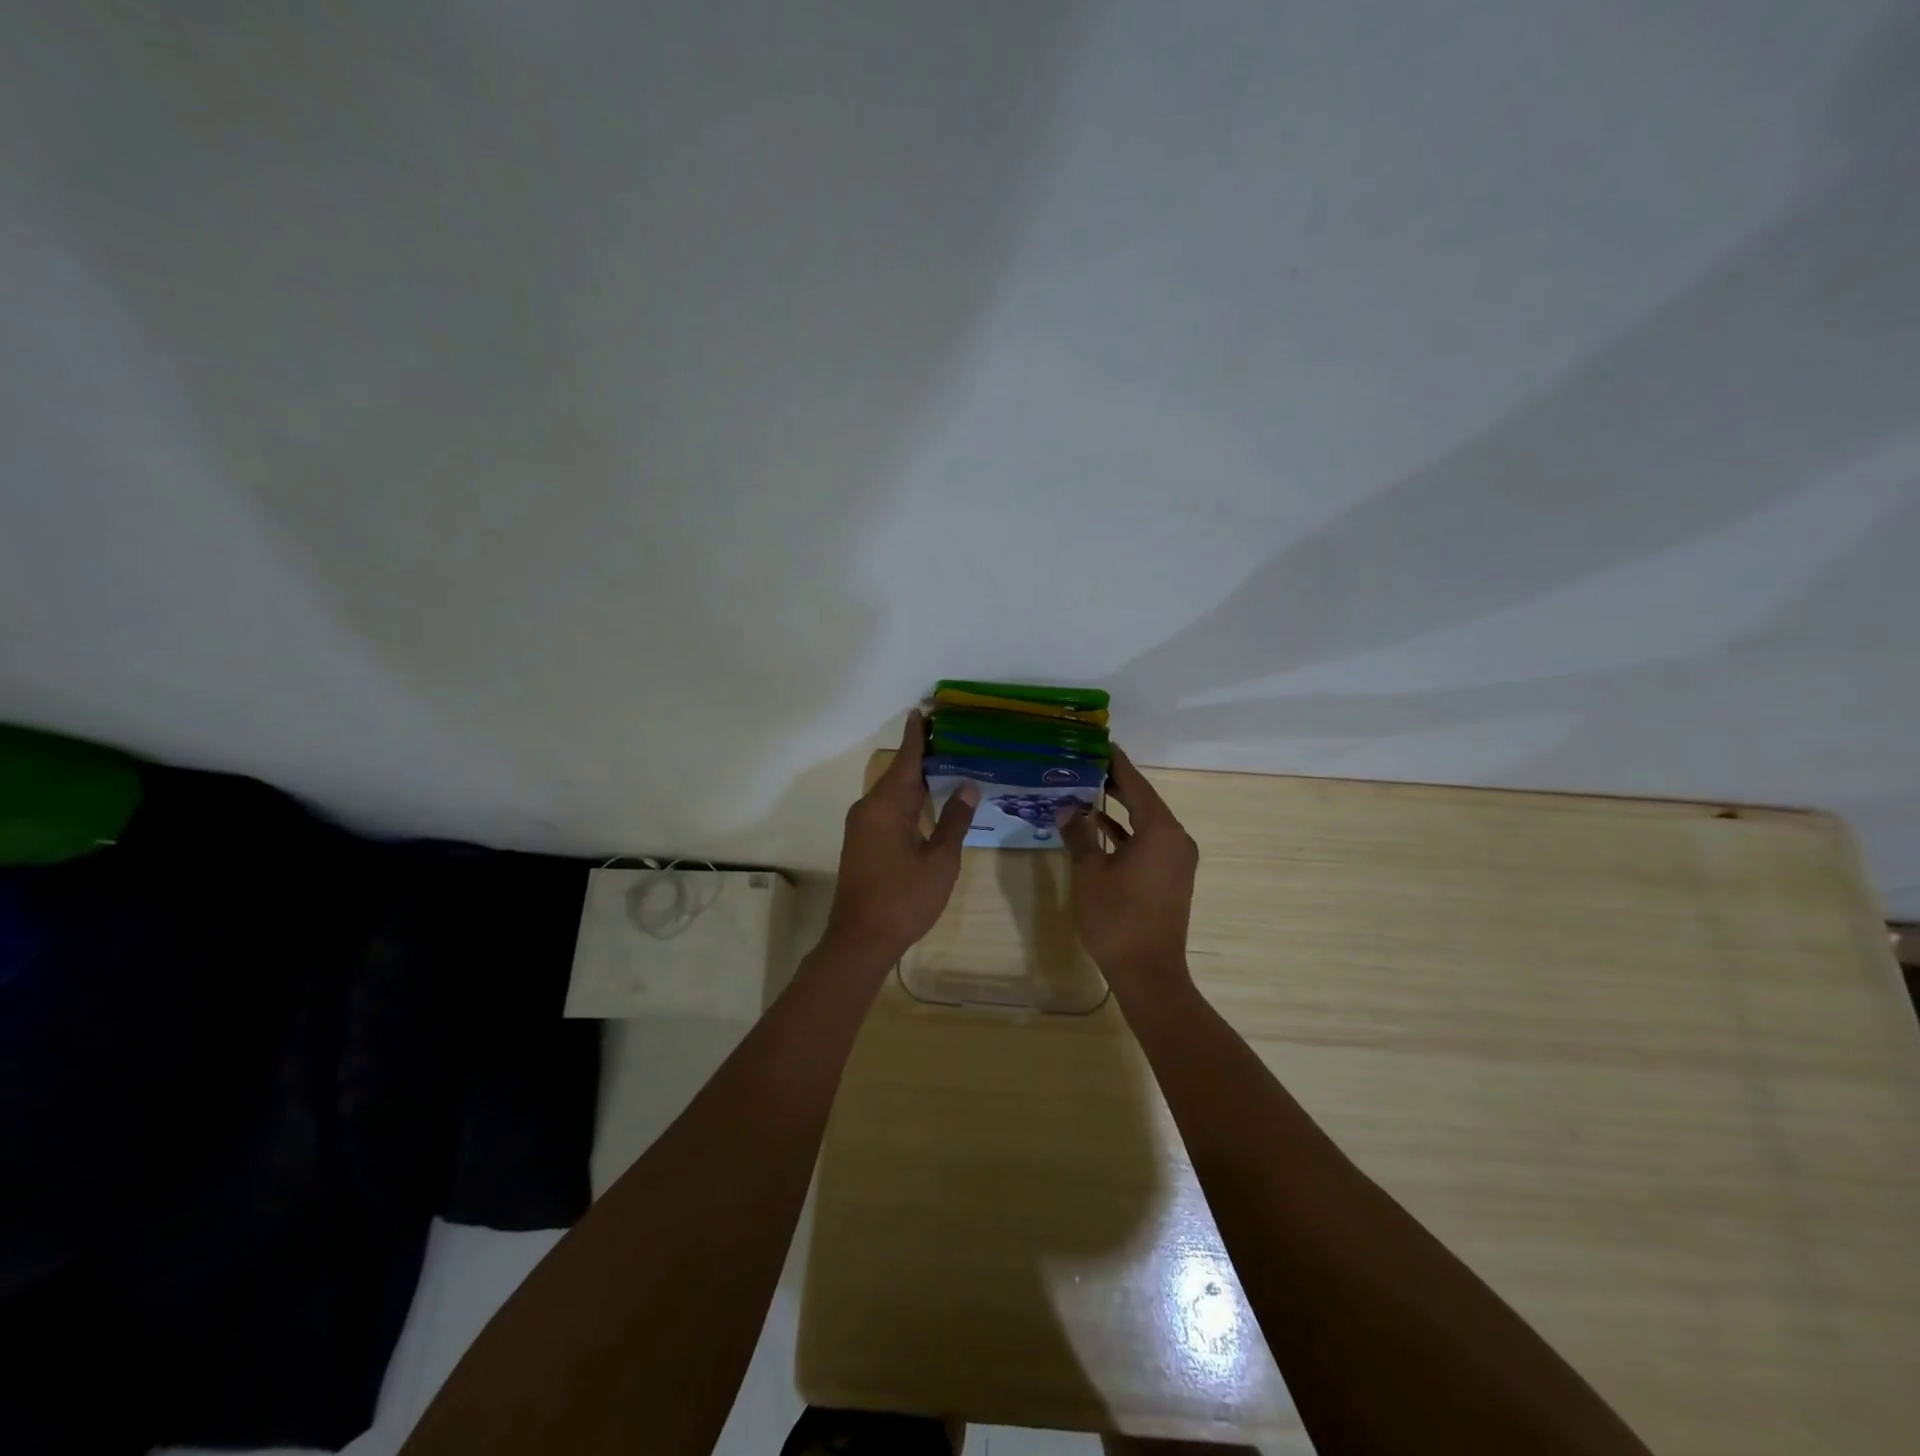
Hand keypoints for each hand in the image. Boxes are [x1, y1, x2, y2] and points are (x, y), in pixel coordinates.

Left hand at [824, 710, 977, 967]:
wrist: (860, 939)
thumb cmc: (904, 899)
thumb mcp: (940, 860)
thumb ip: (954, 820)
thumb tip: (967, 785)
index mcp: (886, 805)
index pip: (906, 760)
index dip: (918, 736)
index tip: (924, 711)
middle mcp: (868, 808)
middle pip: (898, 773)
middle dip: (922, 756)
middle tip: (951, 737)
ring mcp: (861, 826)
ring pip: (891, 792)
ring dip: (915, 779)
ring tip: (945, 764)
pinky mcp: (861, 842)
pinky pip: (886, 808)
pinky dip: (907, 798)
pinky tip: (927, 801)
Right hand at [1056, 746, 1198, 997]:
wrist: (1148, 972)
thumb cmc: (1117, 917)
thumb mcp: (1090, 872)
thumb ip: (1079, 834)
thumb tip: (1067, 808)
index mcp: (1160, 830)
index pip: (1136, 784)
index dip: (1116, 763)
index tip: (1098, 744)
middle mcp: (1176, 839)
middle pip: (1143, 801)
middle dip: (1115, 784)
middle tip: (1084, 765)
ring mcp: (1176, 860)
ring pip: (1146, 823)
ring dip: (1119, 810)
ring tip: (1086, 791)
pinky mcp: (1170, 878)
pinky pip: (1148, 843)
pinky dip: (1126, 834)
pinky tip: (1099, 829)